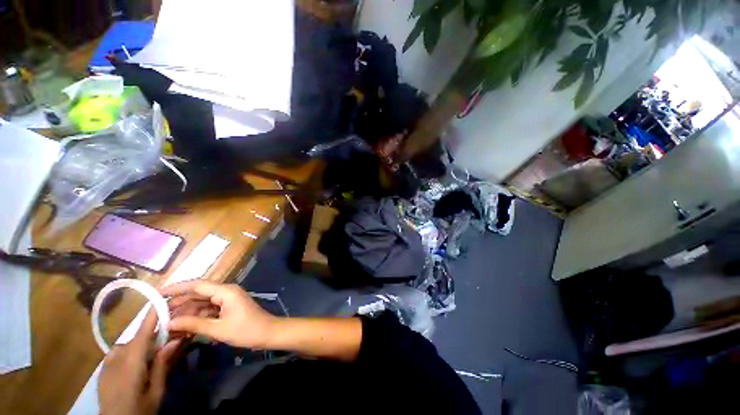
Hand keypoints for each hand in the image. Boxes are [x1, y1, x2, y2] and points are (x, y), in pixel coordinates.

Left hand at [99, 310, 180, 414]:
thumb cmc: (139, 410)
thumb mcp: (156, 391)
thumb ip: (162, 365)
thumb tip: (175, 339)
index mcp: (131, 363)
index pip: (143, 333)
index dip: (152, 315)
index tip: (162, 298)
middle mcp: (116, 358)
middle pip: (137, 338)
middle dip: (154, 335)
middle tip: (170, 339)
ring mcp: (107, 363)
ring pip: (128, 344)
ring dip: (142, 345)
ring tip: (152, 356)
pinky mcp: (103, 369)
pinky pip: (119, 352)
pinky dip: (131, 351)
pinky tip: (136, 364)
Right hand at [161, 280, 278, 348]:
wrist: (268, 333)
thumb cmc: (246, 330)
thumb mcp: (218, 329)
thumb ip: (194, 324)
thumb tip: (169, 322)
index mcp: (226, 291)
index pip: (197, 285)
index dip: (177, 288)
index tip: (158, 293)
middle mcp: (226, 291)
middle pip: (198, 293)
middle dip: (179, 303)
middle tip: (158, 315)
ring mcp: (228, 299)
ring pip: (202, 302)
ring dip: (187, 312)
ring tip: (168, 323)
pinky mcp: (229, 307)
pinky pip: (209, 308)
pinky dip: (197, 316)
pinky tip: (184, 326)